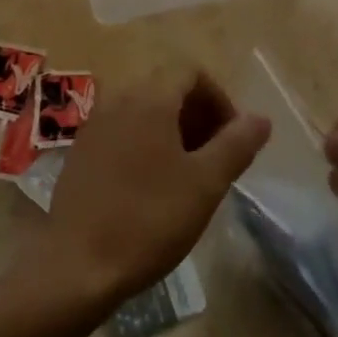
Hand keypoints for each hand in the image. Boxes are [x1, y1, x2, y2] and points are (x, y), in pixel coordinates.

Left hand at [30, 70, 269, 308]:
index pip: (191, 72)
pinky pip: (122, 128)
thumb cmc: (149, 219)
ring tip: (188, 174)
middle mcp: (119, 97)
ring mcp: (95, 122)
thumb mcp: (205, 184)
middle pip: (167, 87)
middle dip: (197, 114)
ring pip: (143, 109)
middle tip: (215, 158)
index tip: (232, 138)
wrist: (77, 263)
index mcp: (150, 97)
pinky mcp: (81, 148)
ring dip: (172, 129)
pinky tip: (151, 185)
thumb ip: (236, 145)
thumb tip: (260, 118)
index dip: (219, 98)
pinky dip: (145, 141)